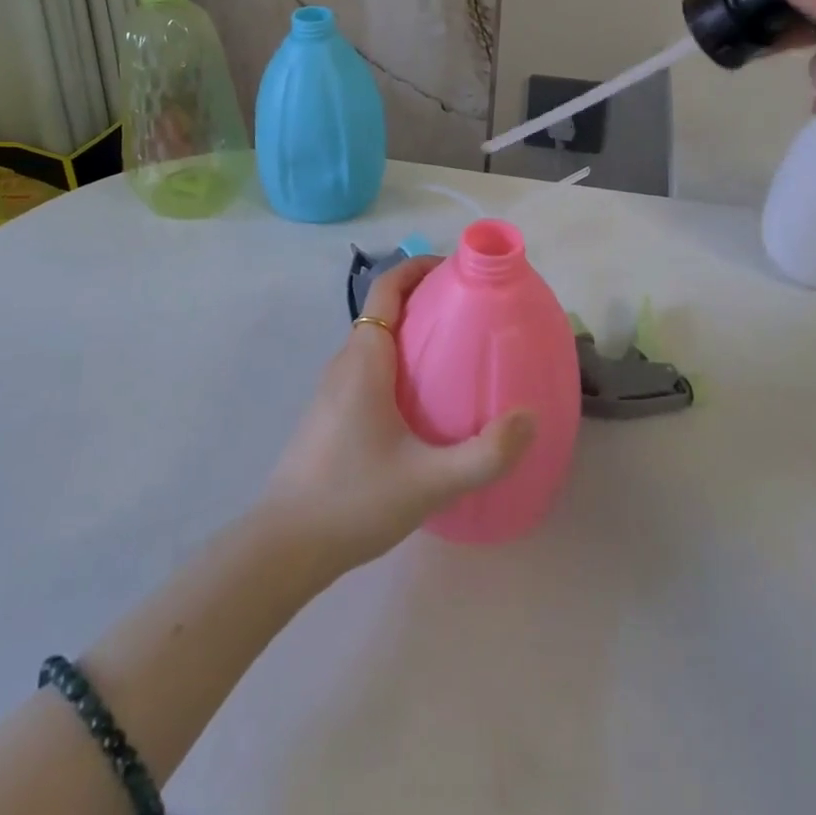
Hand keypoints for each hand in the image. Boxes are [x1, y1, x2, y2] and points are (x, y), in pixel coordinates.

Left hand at [256, 256, 535, 576]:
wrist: (285, 546)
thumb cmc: (355, 499)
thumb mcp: (431, 481)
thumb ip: (486, 453)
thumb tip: (529, 417)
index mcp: (364, 359)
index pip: (387, 288)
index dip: (418, 268)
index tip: (457, 271)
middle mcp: (345, 362)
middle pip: (384, 310)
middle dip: (425, 300)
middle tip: (472, 314)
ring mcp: (332, 389)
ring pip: (375, 341)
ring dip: (411, 333)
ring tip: (456, 354)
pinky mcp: (329, 413)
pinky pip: (368, 368)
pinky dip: (397, 363)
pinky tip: (424, 402)